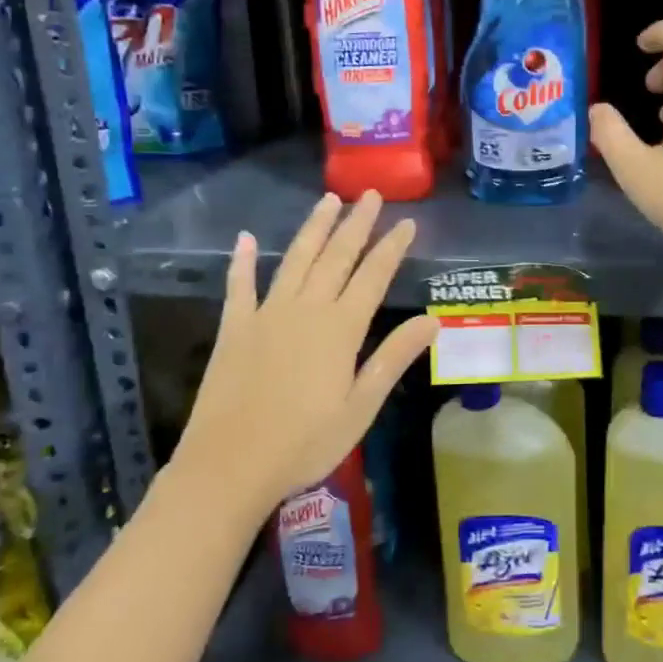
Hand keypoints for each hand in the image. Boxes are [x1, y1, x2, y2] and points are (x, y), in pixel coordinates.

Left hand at [181, 191, 437, 506]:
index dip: (392, 247)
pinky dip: (241, 261)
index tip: (407, 222)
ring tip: (328, 199)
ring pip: (295, 259)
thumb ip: (393, 357)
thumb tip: (433, 320)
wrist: (228, 466)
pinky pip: (239, 286)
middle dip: (356, 224)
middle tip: (370, 195)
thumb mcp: (361, 407)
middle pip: (336, 257)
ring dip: (313, 228)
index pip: (373, 276)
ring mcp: (265, 315)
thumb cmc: (304, 443)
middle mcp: (305, 309)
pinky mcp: (233, 329)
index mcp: (340, 329)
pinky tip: (244, 238)